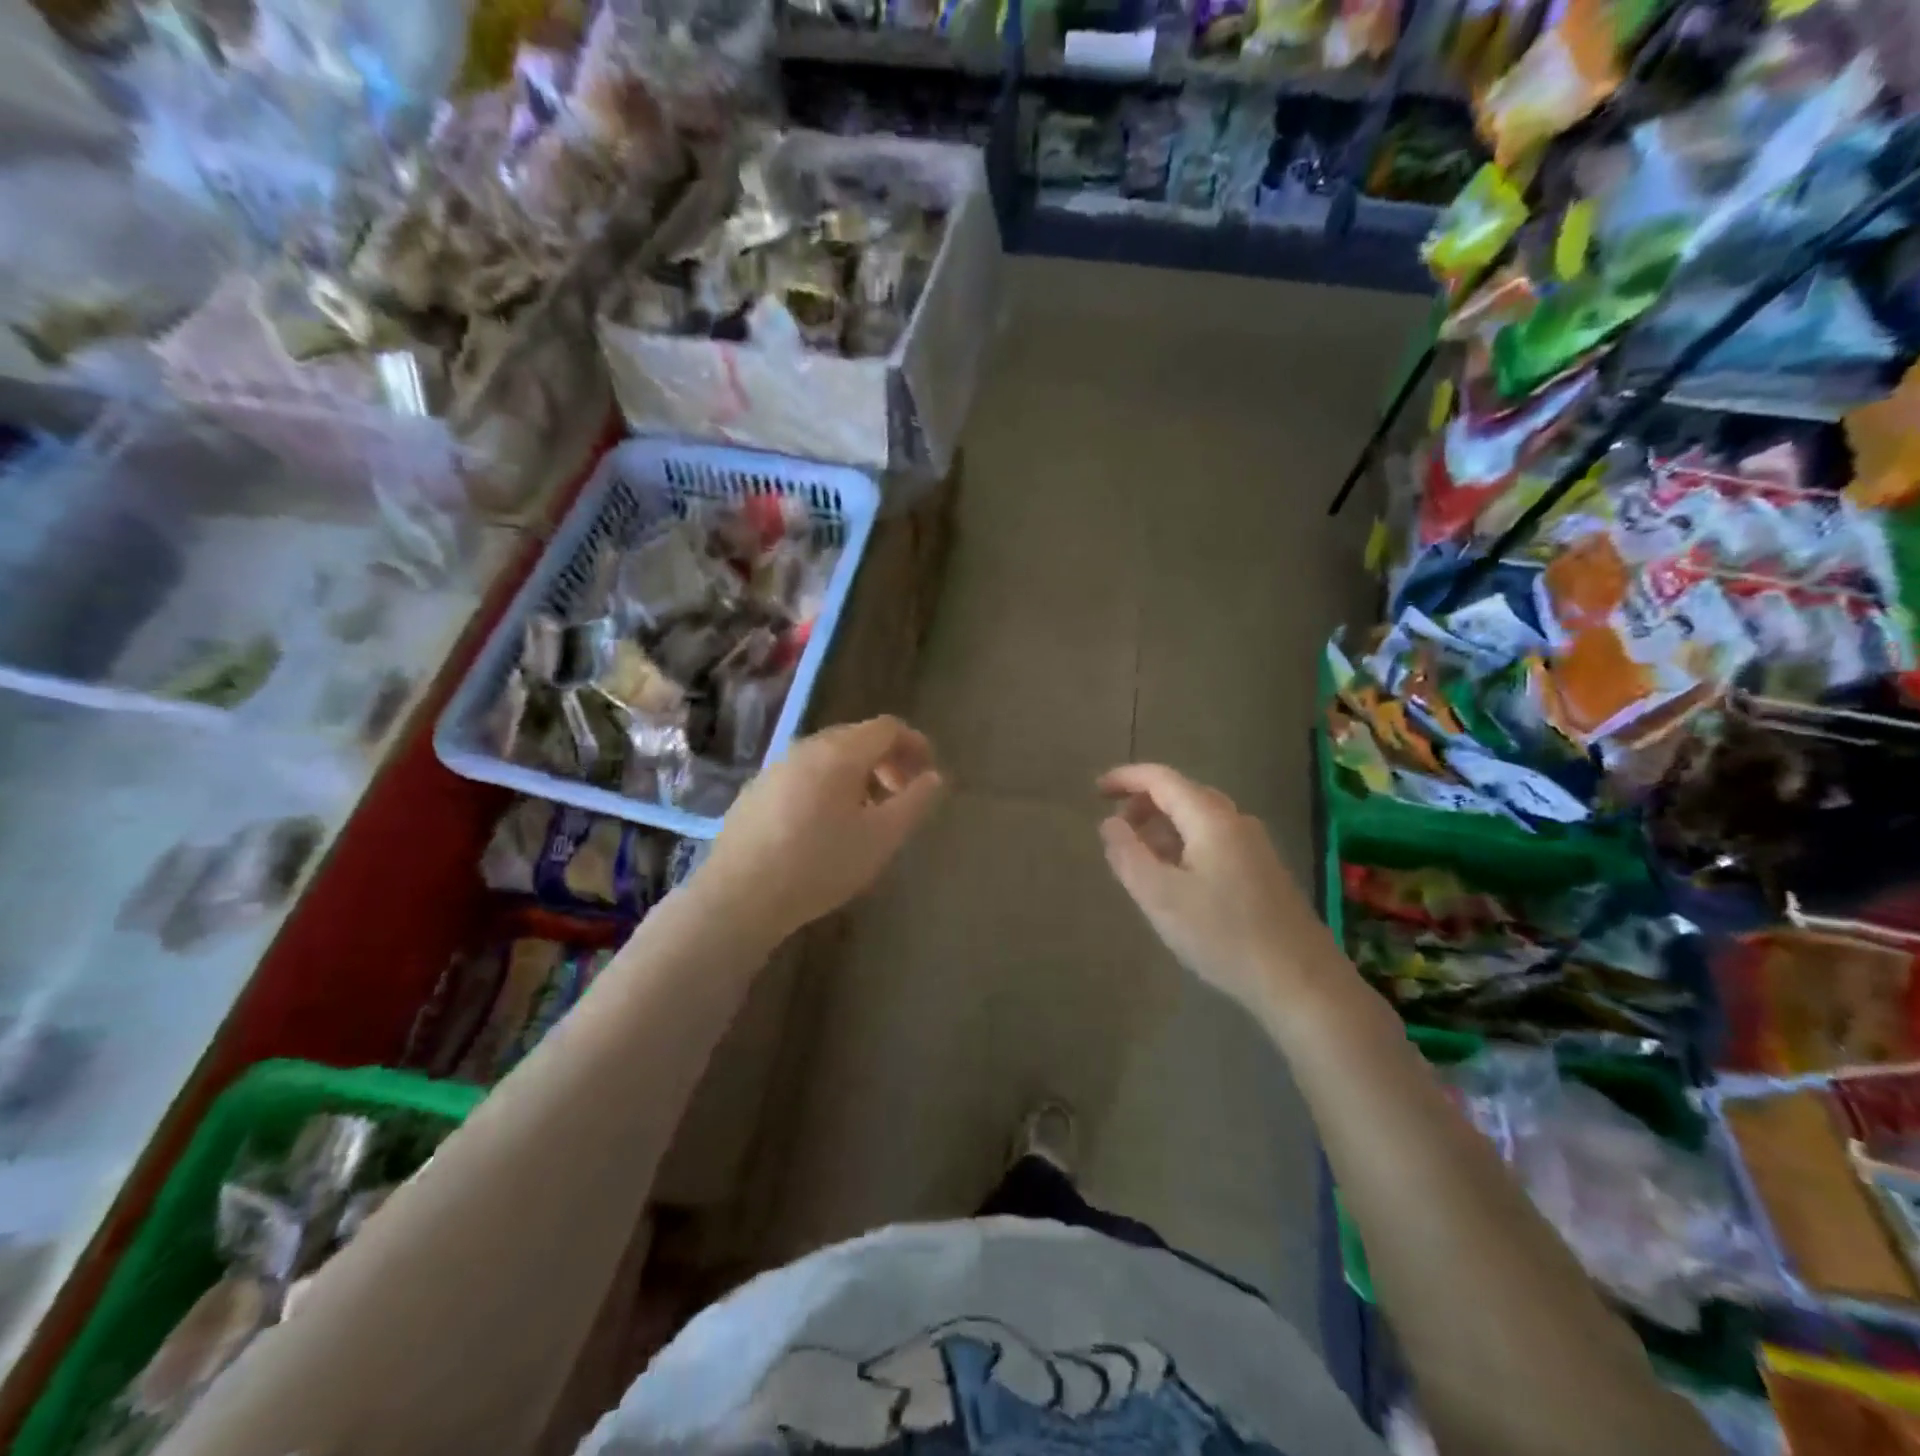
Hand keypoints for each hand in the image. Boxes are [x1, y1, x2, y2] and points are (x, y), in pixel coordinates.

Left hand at [702, 716, 945, 941]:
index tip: (928, 773)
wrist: (740, 895)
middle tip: (901, 796)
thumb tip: (933, 777)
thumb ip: (914, 802)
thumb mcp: (881, 838)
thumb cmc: (821, 864)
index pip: (887, 727)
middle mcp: (806, 748)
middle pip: (856, 738)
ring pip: (828, 757)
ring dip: (857, 776)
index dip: (915, 744)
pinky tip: (823, 827)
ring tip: (866, 814)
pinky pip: (803, 775)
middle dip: (887, 761)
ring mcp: (775, 768)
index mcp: (840, 752)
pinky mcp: (755, 791)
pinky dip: (827, 787)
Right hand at [1098, 764, 1336, 1013]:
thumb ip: (1127, 854)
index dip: (1125, 778)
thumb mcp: (1159, 896)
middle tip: (1114, 829)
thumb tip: (1109, 823)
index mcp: (1211, 819)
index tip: (1095, 790)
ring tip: (1138, 856)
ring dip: (1163, 826)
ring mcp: (1255, 846)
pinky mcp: (1264, 871)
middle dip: (1143, 803)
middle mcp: (1236, 821)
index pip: (1161, 779)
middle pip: (1182, 794)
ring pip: (1199, 819)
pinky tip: (1176, 879)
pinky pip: (1214, 840)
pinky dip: (1184, 844)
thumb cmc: (1223, 935)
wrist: (1301, 982)